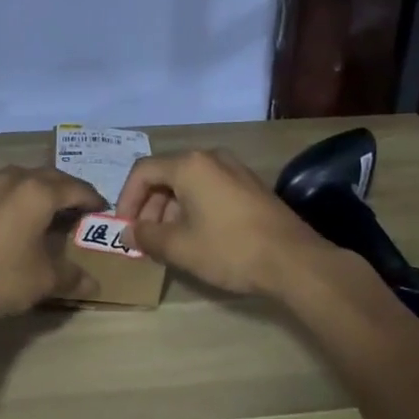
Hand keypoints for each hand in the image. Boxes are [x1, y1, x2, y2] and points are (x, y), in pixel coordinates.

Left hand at [0, 165, 104, 320]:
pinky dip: (1, 204)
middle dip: (63, 189)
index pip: (74, 188)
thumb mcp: (43, 281)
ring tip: (37, 212)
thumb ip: (71, 277)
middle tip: (73, 206)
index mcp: (37, 192)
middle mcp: (9, 180)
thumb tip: (93, 284)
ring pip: (13, 181)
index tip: (100, 207)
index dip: (91, 198)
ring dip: (30, 192)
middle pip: (45, 177)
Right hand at [114, 149, 334, 297]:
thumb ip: (147, 236)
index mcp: (189, 165)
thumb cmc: (230, 249)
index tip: (124, 228)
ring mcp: (234, 169)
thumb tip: (129, 231)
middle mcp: (211, 157)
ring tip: (169, 243)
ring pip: (189, 184)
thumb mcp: (180, 247)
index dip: (127, 199)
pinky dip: (194, 208)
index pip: (143, 171)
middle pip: (166, 175)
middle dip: (149, 207)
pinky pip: (210, 189)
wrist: (294, 261)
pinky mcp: (250, 185)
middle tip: (145, 239)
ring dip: (171, 210)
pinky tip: (198, 238)